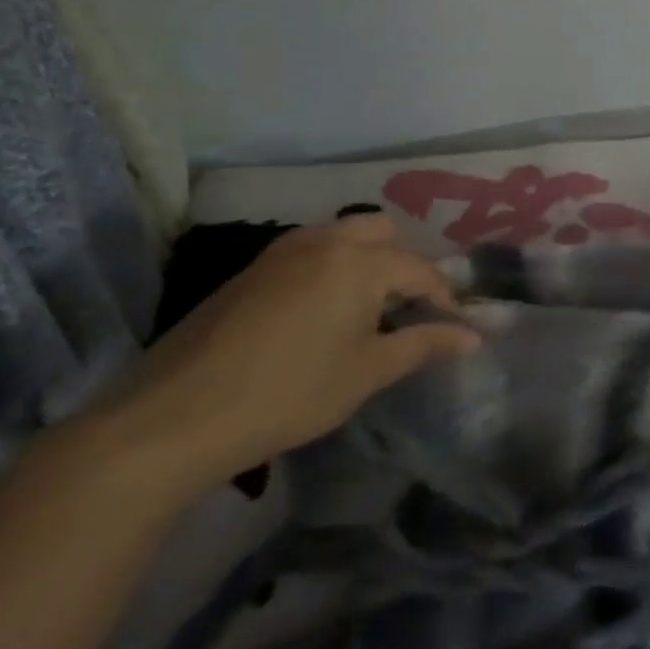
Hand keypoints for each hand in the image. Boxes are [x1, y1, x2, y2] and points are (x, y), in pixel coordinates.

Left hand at [100, 214, 479, 494]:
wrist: (175, 416)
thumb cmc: (290, 392)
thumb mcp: (368, 372)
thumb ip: (424, 345)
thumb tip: (473, 337)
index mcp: (359, 262)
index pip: (420, 270)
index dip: (443, 299)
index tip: (452, 328)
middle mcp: (323, 242)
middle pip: (381, 232)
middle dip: (403, 264)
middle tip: (406, 309)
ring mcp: (281, 253)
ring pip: (341, 237)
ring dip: (365, 263)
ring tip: (367, 311)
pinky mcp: (249, 272)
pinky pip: (308, 254)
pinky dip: (330, 270)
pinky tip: (320, 316)